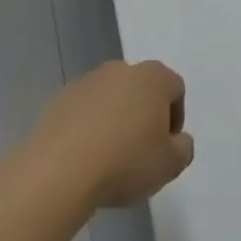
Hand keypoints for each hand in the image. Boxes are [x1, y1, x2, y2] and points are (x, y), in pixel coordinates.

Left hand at [32, 60, 194, 207]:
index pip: (175, 89)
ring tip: (109, 156)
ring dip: (114, 119)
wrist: (60, 171)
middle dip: (143, 115)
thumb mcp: (171, 165)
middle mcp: (119, 70)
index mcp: (152, 77)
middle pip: (140, 89)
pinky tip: (83, 156)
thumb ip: (183, 148)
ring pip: (109, 98)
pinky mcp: (58, 99)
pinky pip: (82, 111)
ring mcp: (85, 82)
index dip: (175, 118)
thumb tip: (177, 140)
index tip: (166, 146)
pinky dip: (86, 127)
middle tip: (140, 150)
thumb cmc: (126, 162)